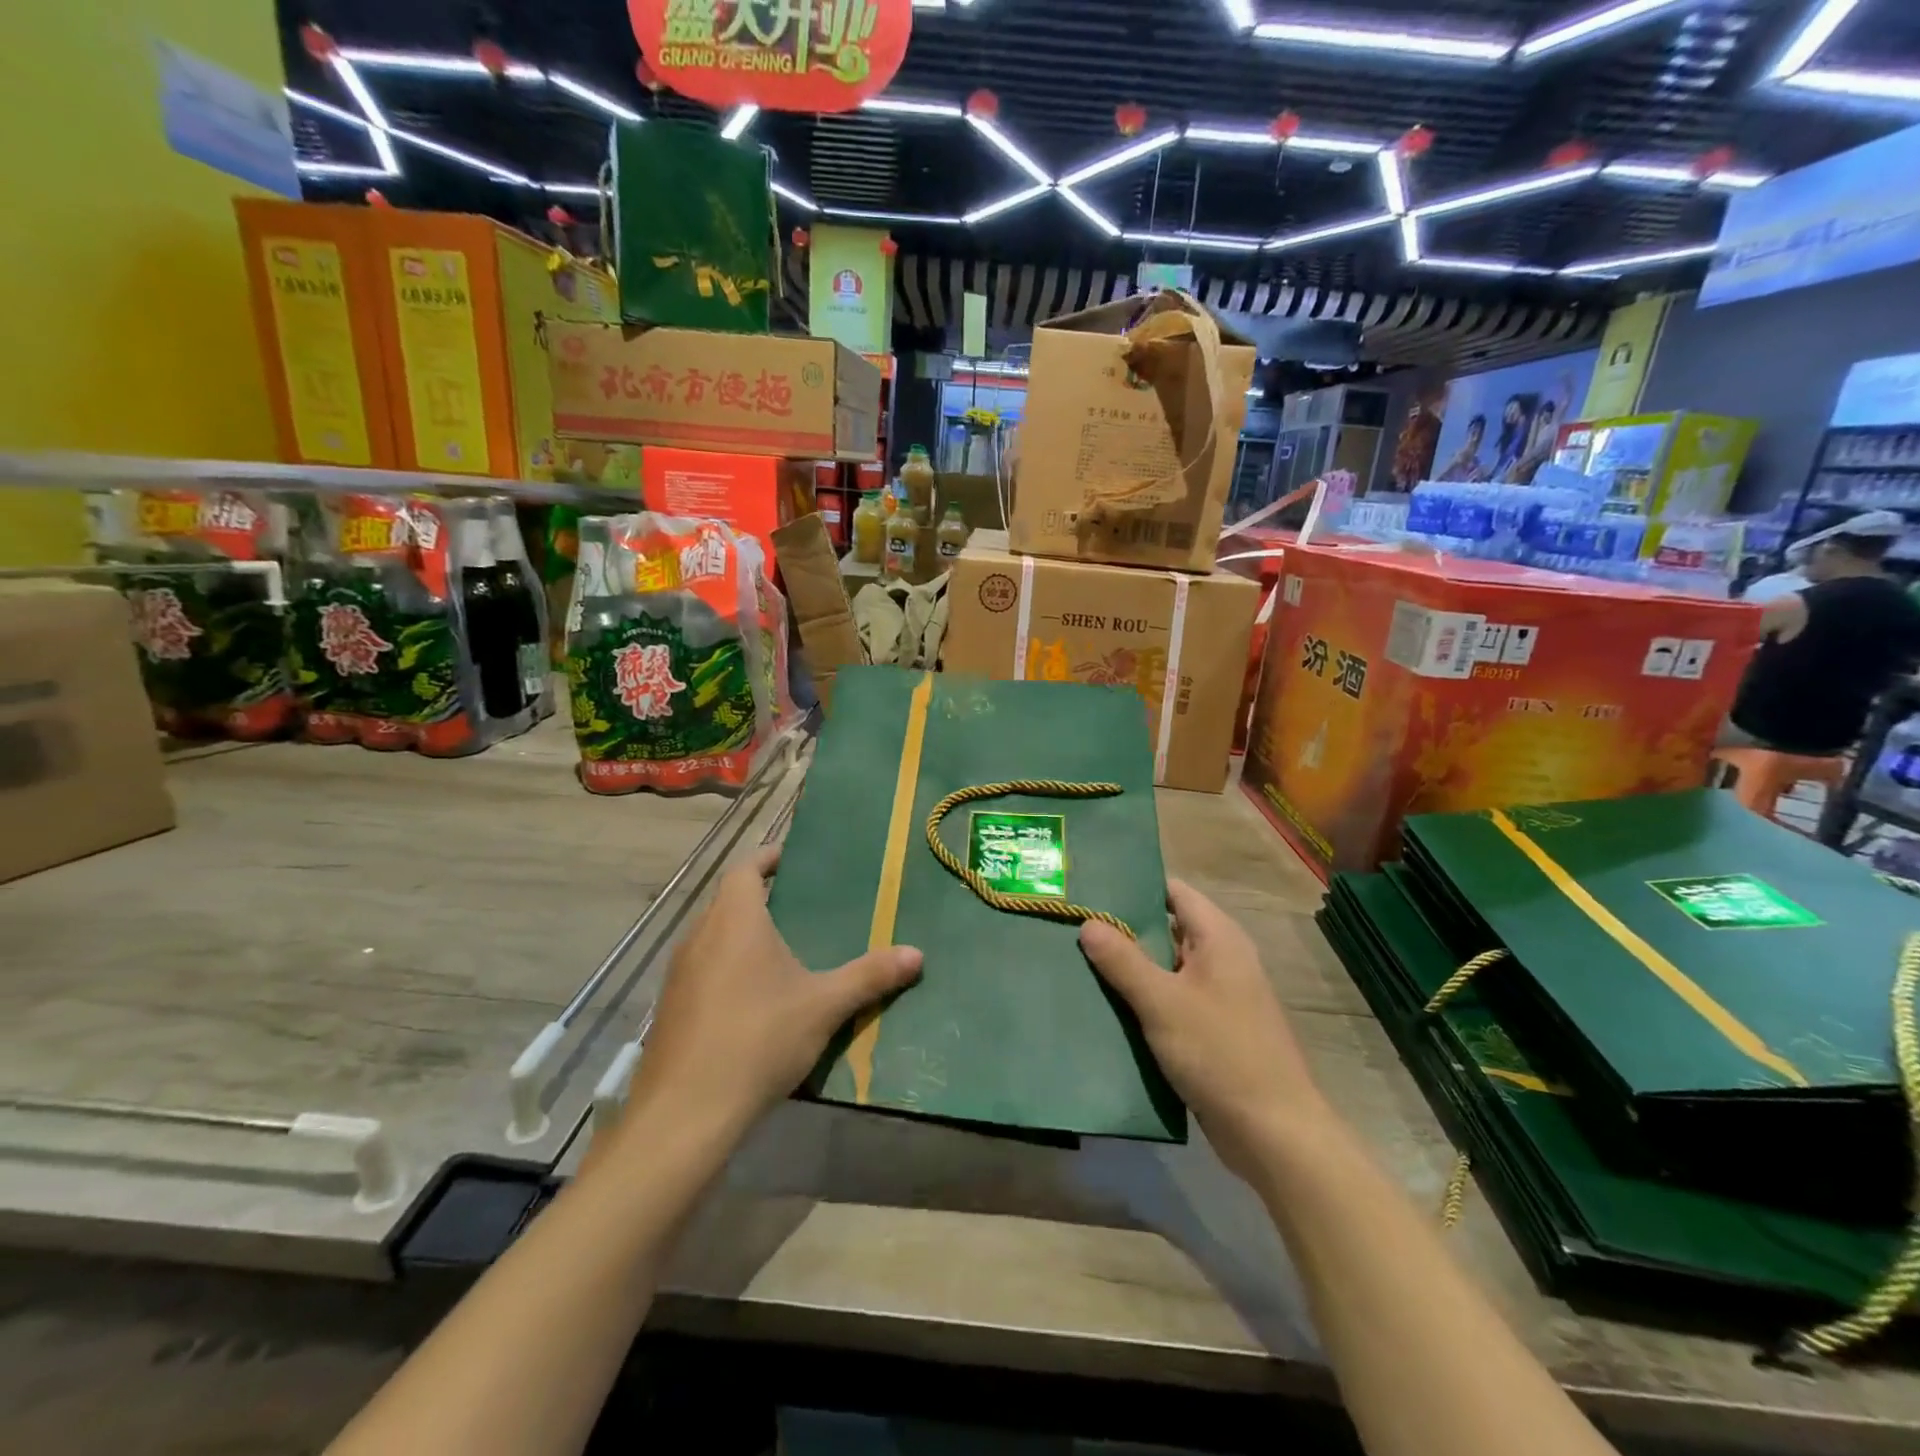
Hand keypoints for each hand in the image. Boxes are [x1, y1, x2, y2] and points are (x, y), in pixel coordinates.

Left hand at [627, 846, 922, 1142]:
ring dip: (742, 935)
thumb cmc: (758, 1039)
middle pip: (728, 901)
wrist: (684, 1113)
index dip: (767, 858)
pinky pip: (703, 970)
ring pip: (713, 936)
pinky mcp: (670, 1008)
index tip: (792, 858)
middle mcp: (700, 935)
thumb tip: (917, 954)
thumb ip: (869, 976)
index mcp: (734, 920)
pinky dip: (727, 968)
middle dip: (760, 898)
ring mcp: (679, 974)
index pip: (745, 868)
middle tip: (800, 906)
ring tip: (782, 950)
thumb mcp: (823, 1006)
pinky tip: (753, 999)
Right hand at [1079, 880, 1324, 1181]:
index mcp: (1219, 938)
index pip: (1173, 892)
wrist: (1273, 1134)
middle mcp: (1222, 959)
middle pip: (1167, 928)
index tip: (1091, 886)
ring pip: (1166, 968)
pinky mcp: (1212, 1030)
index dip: (1135, 885)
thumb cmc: (1220, 1054)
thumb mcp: (1163, 1002)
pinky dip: (1143, 999)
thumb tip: (1088, 922)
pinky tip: (1105, 1005)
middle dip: (1124, 928)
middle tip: (1073, 924)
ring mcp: (1219, 996)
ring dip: (1130, 967)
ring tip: (1077, 960)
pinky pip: (1171, 1000)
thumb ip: (1123, 960)